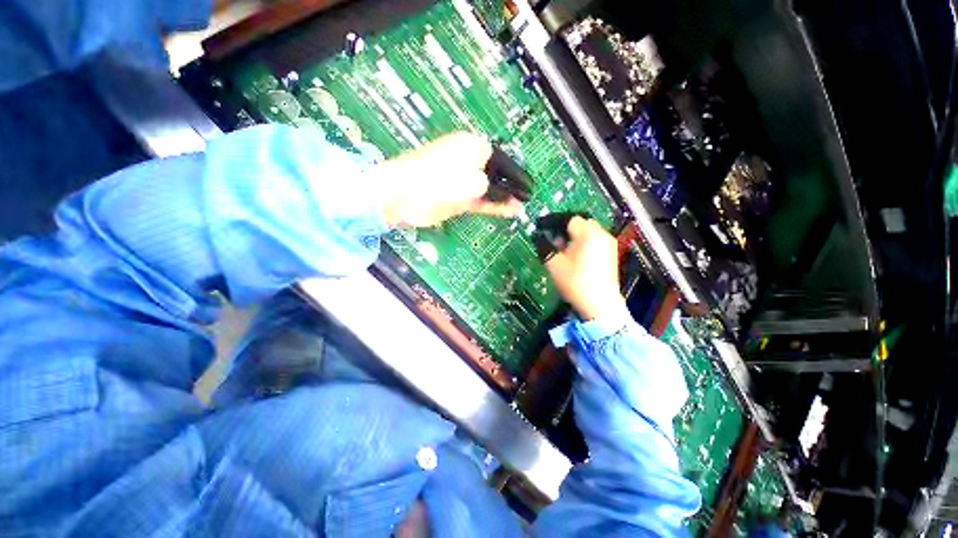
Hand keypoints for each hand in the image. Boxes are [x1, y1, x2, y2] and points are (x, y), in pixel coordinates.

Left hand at [375, 132, 522, 227]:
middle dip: (511, 187)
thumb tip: (508, 197)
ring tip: (520, 207)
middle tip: (526, 198)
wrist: (403, 197)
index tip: (529, 186)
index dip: (517, 174)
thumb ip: (493, 189)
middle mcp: (468, 161)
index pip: (502, 159)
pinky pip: (480, 201)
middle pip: (496, 174)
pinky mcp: (457, 197)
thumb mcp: (472, 183)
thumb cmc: (438, 182)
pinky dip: (492, 206)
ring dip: (503, 198)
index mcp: (472, 146)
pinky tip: (507, 211)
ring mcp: (462, 181)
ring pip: (489, 189)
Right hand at [545, 216, 623, 320]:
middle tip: (552, 238)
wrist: (600, 304)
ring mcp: (608, 243)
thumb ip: (545, 247)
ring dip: (574, 235)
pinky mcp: (611, 253)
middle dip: (564, 228)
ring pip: (588, 231)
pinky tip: (575, 255)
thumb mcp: (554, 264)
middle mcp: (601, 234)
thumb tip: (538, 237)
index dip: (553, 222)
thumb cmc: (575, 282)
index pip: (568, 219)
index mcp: (588, 234)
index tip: (542, 227)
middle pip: (580, 222)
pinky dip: (584, 242)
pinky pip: (595, 239)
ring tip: (563, 248)